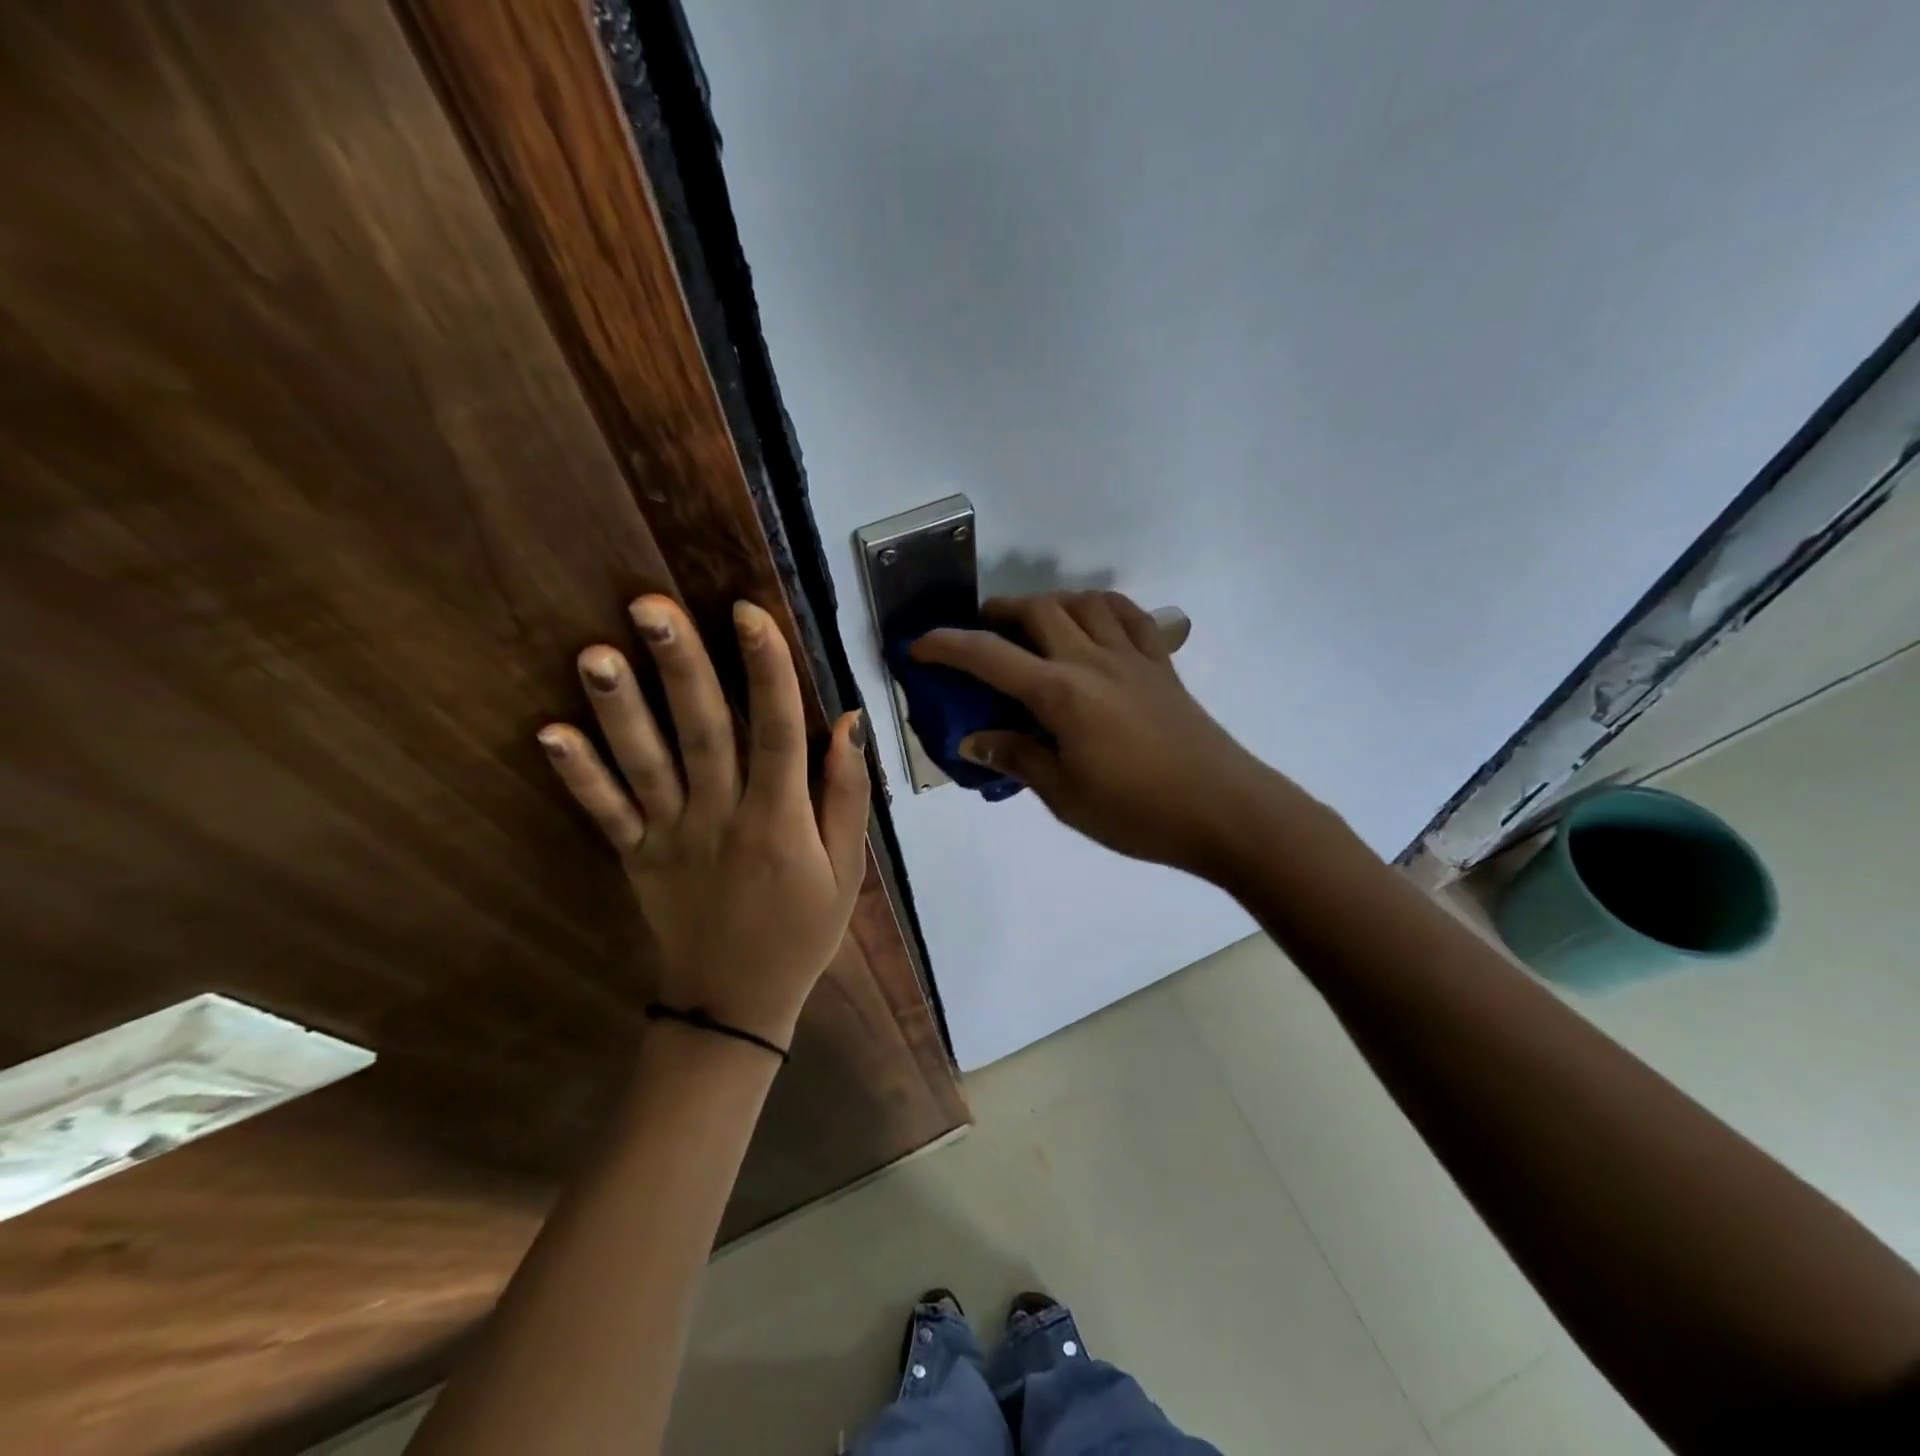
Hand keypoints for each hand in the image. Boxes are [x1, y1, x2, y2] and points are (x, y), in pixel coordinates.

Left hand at [537, 596, 867, 1047]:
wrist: (735, 1004)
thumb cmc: (802, 931)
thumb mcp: (847, 870)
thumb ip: (846, 795)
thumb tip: (848, 720)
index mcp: (779, 820)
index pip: (776, 732)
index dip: (766, 670)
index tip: (748, 611)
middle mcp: (721, 818)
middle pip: (702, 733)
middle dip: (680, 666)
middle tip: (651, 605)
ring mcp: (671, 838)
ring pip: (645, 765)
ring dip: (619, 709)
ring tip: (595, 653)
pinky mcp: (636, 857)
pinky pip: (604, 813)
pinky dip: (577, 775)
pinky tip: (548, 732)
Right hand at [911, 591, 1281, 876]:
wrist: (1224, 810)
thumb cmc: (1137, 812)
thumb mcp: (1065, 795)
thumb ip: (1017, 758)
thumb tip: (972, 741)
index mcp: (1062, 694)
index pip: (990, 657)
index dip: (947, 646)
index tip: (918, 647)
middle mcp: (1093, 660)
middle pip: (1037, 611)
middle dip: (997, 612)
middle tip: (980, 632)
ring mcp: (1133, 657)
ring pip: (1083, 603)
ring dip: (1048, 602)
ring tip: (1033, 624)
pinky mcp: (1162, 664)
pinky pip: (1129, 615)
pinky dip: (1101, 607)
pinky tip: (1093, 622)